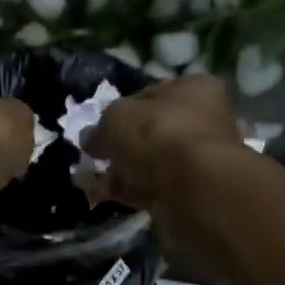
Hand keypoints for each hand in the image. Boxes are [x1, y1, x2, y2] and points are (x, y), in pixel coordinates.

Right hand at [81, 74, 243, 213]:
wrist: (194, 187)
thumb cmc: (159, 134)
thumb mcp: (117, 118)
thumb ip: (100, 127)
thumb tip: (89, 138)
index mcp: (193, 90)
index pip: (150, 95)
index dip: (120, 111)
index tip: (97, 128)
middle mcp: (201, 121)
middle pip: (149, 132)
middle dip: (116, 146)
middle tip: (90, 155)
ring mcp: (196, 160)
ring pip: (147, 163)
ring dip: (116, 171)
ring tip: (84, 179)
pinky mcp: (187, 192)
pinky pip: (149, 187)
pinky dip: (124, 190)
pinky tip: (98, 194)